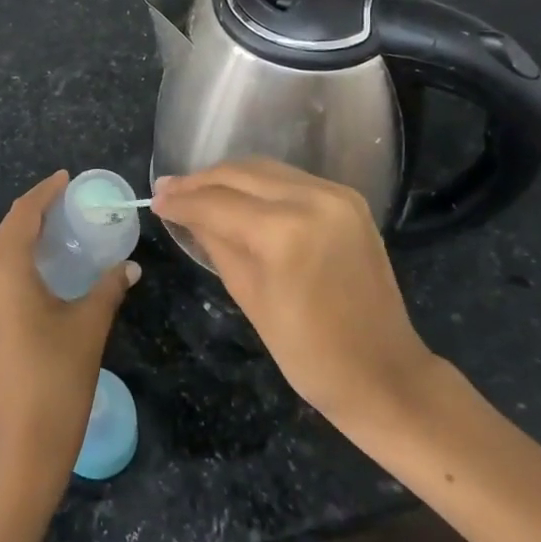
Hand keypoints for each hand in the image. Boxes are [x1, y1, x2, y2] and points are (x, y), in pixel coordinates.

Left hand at [0, 172, 139, 511]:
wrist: (21, 444)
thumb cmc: (56, 377)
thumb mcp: (89, 324)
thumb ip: (108, 286)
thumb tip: (129, 266)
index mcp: (3, 266)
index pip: (24, 213)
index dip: (46, 192)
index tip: (67, 178)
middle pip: (9, 229)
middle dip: (37, 212)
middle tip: (71, 203)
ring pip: (0, 251)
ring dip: (26, 236)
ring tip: (60, 228)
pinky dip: (17, 259)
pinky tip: (42, 264)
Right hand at [151, 159, 435, 427]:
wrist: (385, 373)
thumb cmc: (309, 353)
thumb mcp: (249, 297)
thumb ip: (214, 242)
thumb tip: (182, 211)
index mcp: (285, 233)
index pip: (217, 203)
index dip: (182, 200)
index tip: (155, 200)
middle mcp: (312, 199)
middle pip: (239, 174)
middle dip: (200, 181)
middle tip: (168, 189)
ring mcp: (335, 195)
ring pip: (263, 169)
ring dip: (227, 177)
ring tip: (196, 190)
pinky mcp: (348, 198)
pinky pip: (289, 179)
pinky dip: (257, 183)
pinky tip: (237, 195)